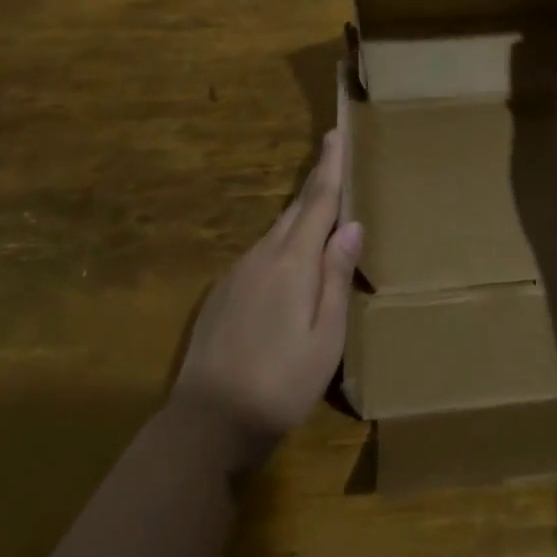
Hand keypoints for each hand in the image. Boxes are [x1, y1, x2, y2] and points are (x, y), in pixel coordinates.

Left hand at [170, 131, 362, 468]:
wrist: (205, 424)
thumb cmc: (280, 384)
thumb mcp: (325, 338)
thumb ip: (337, 278)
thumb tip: (351, 226)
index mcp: (293, 262)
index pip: (318, 201)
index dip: (330, 166)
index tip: (335, 133)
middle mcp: (263, 255)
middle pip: (296, 209)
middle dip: (316, 181)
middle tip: (333, 156)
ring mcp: (238, 272)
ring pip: (277, 231)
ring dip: (300, 215)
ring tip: (321, 208)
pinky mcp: (222, 293)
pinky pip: (261, 254)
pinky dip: (282, 245)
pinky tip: (289, 263)